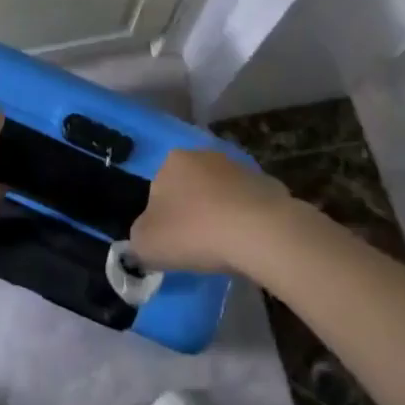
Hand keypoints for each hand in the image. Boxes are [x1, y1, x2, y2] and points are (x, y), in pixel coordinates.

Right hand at [130, 148, 290, 273]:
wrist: (259, 231)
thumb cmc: (194, 232)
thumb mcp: (147, 244)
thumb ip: (137, 240)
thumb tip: (143, 240)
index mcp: (171, 161)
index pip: (158, 190)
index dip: (162, 219)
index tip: (171, 244)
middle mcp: (203, 155)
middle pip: (190, 188)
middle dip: (192, 213)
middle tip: (196, 247)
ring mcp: (238, 167)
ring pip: (220, 195)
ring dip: (220, 215)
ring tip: (225, 249)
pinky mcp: (267, 184)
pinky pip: (249, 206)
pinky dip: (247, 221)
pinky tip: (249, 244)